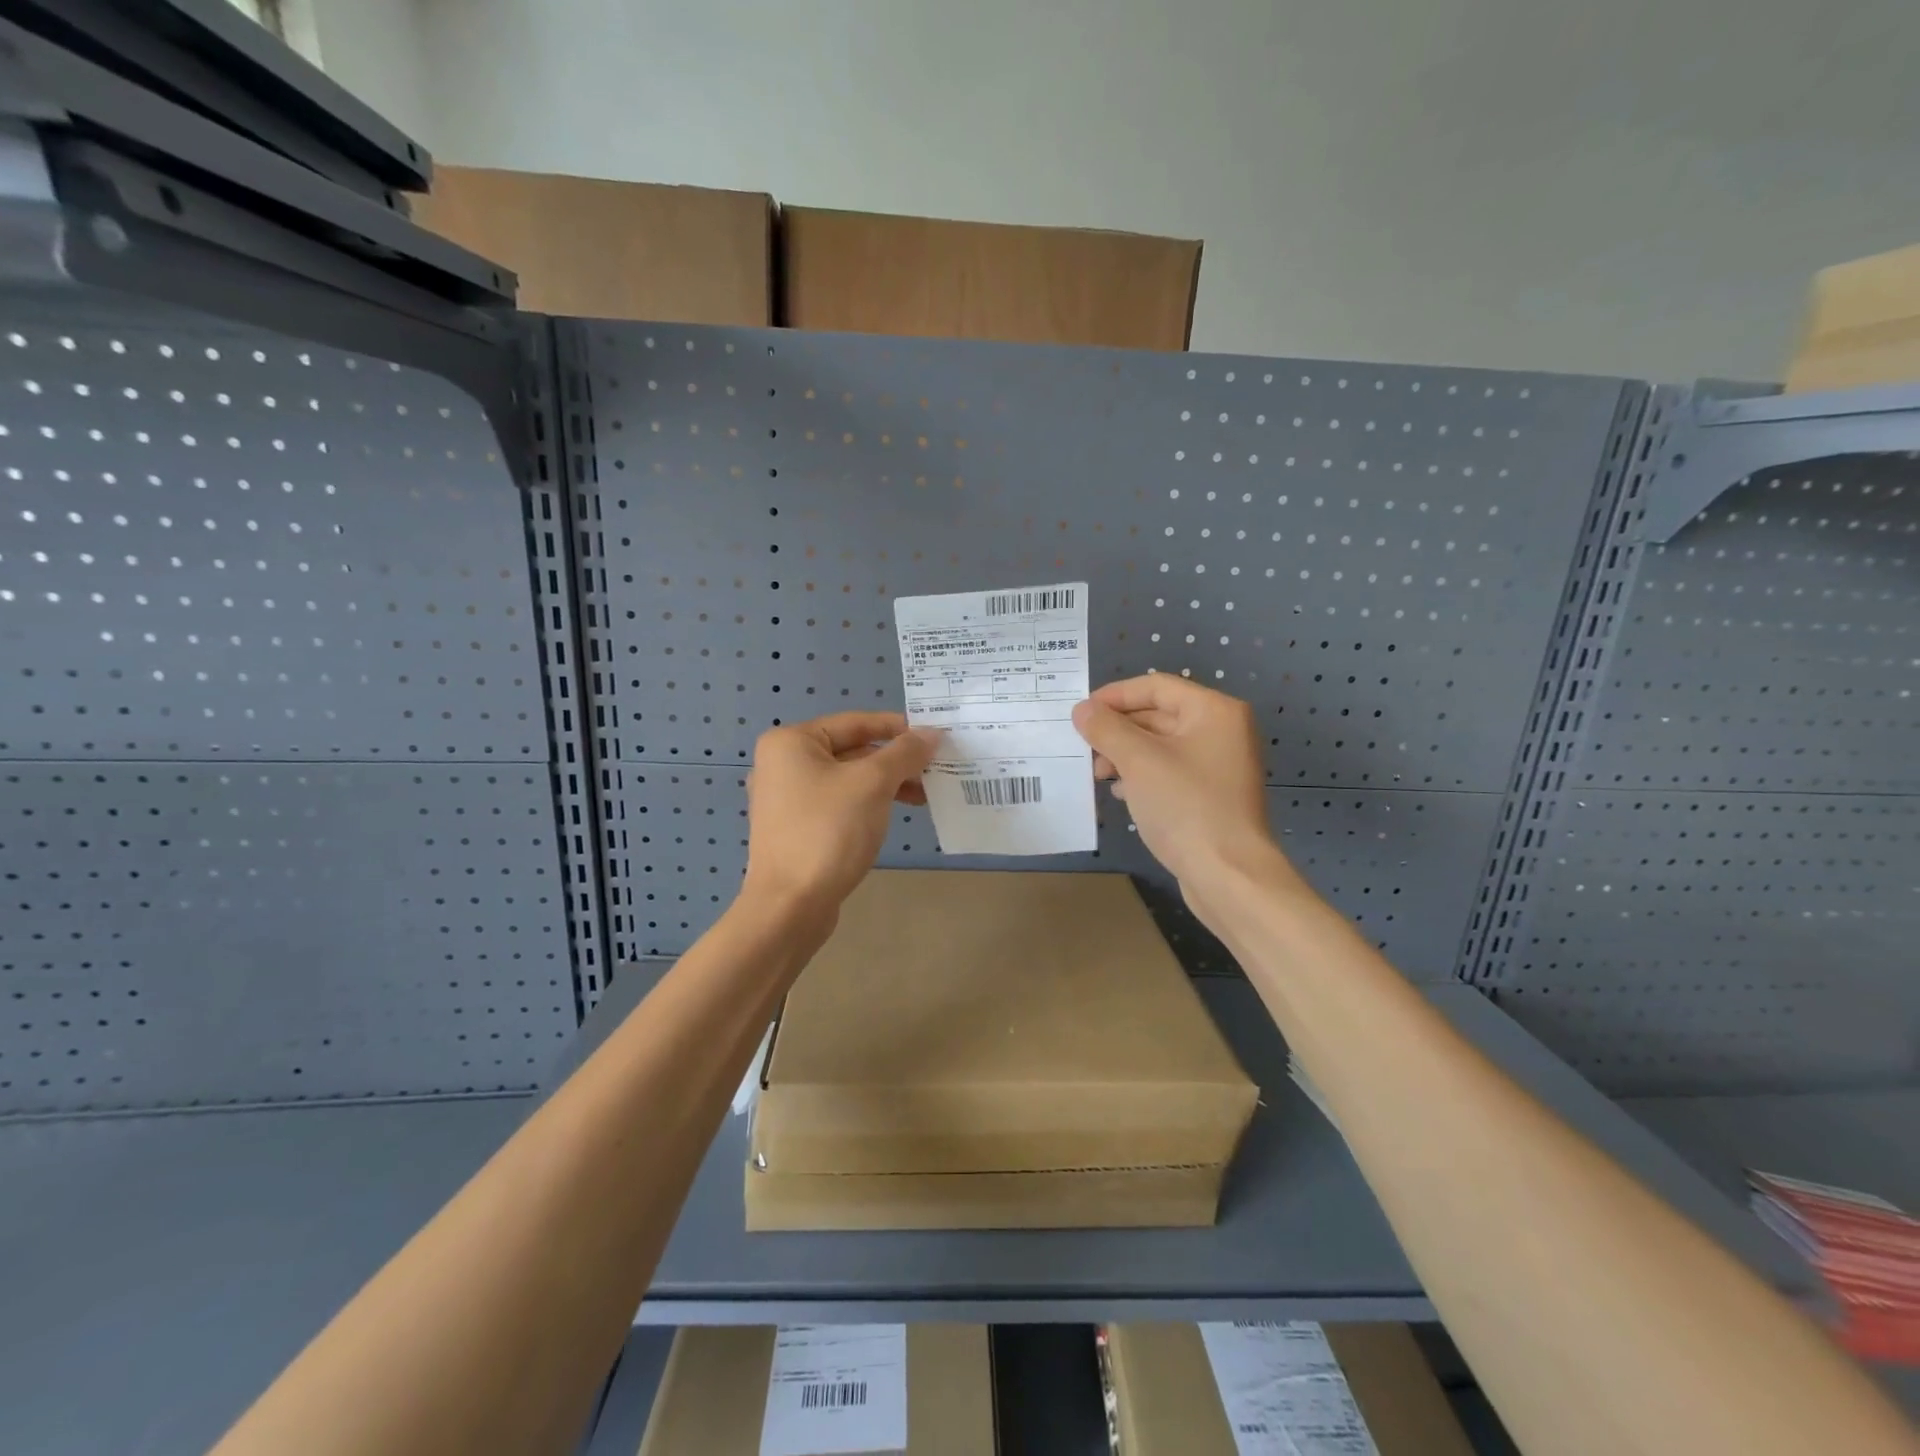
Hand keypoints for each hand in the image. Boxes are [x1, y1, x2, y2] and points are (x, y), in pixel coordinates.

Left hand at [743, 712, 939, 914]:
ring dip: (886, 783)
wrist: (790, 905)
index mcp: (791, 742)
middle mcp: (782, 764)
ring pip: (847, 779)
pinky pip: (838, 803)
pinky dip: (867, 803)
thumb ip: (904, 753)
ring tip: (924, 795)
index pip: (855, 722)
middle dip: (894, 759)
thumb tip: (932, 733)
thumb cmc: (829, 831)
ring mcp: (786, 798)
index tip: (935, 737)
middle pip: (851, 750)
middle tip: (935, 768)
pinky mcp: (795, 828)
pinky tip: (894, 813)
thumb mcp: (873, 784)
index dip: (898, 728)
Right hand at [1072, 674, 1286, 900]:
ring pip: (1160, 746)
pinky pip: (1169, 772)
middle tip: (1083, 748)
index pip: (1155, 686)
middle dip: (1117, 730)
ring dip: (1125, 755)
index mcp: (1214, 711)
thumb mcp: (1139, 761)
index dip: (1114, 696)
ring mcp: (1218, 765)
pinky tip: (1120, 792)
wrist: (1229, 875)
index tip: (1080, 713)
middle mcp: (1221, 730)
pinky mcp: (1211, 795)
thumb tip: (1082, 710)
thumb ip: (1106, 729)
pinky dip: (1141, 776)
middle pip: (1158, 715)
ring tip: (1098, 774)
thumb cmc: (1186, 807)